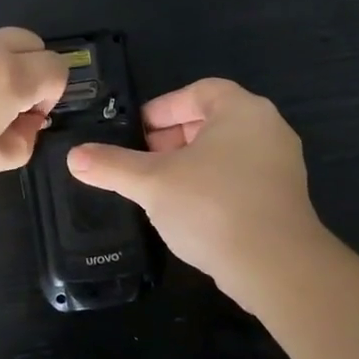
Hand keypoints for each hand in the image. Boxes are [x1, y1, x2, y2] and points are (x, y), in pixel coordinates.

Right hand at [65, 78, 321, 290]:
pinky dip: (212, 183)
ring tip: (159, 186)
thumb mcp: (152, 183)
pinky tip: (188, 210)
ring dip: (190, 163)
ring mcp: (281, 164)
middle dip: (173, 137)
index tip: (137, 132)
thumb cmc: (212, 207)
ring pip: (226, 151)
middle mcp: (268, 128)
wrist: (276, 266)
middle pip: (212, 120)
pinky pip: (241, 177)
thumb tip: (74, 157)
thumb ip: (112, 166)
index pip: (198, 91)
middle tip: (143, 159)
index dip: (163, 108)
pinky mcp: (284, 197)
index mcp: (242, 110)